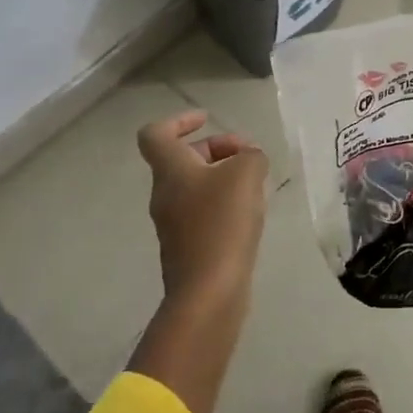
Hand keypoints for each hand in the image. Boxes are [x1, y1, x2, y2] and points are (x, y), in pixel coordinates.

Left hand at [136, 110, 269, 305]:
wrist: (209, 292)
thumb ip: (251, 156)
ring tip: (256, 184)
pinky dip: (224, 203)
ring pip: (195, 186)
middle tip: (250, 155)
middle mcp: (165, 194)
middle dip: (217, 149)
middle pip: (183, 159)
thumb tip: (250, 158)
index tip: (208, 119)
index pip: (156, 133)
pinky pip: (203, 211)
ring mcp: (173, 223)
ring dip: (223, 177)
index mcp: (170, 170)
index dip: (180, 120)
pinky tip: (250, 214)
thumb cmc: (222, 224)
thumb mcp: (246, 175)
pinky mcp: (187, 247)